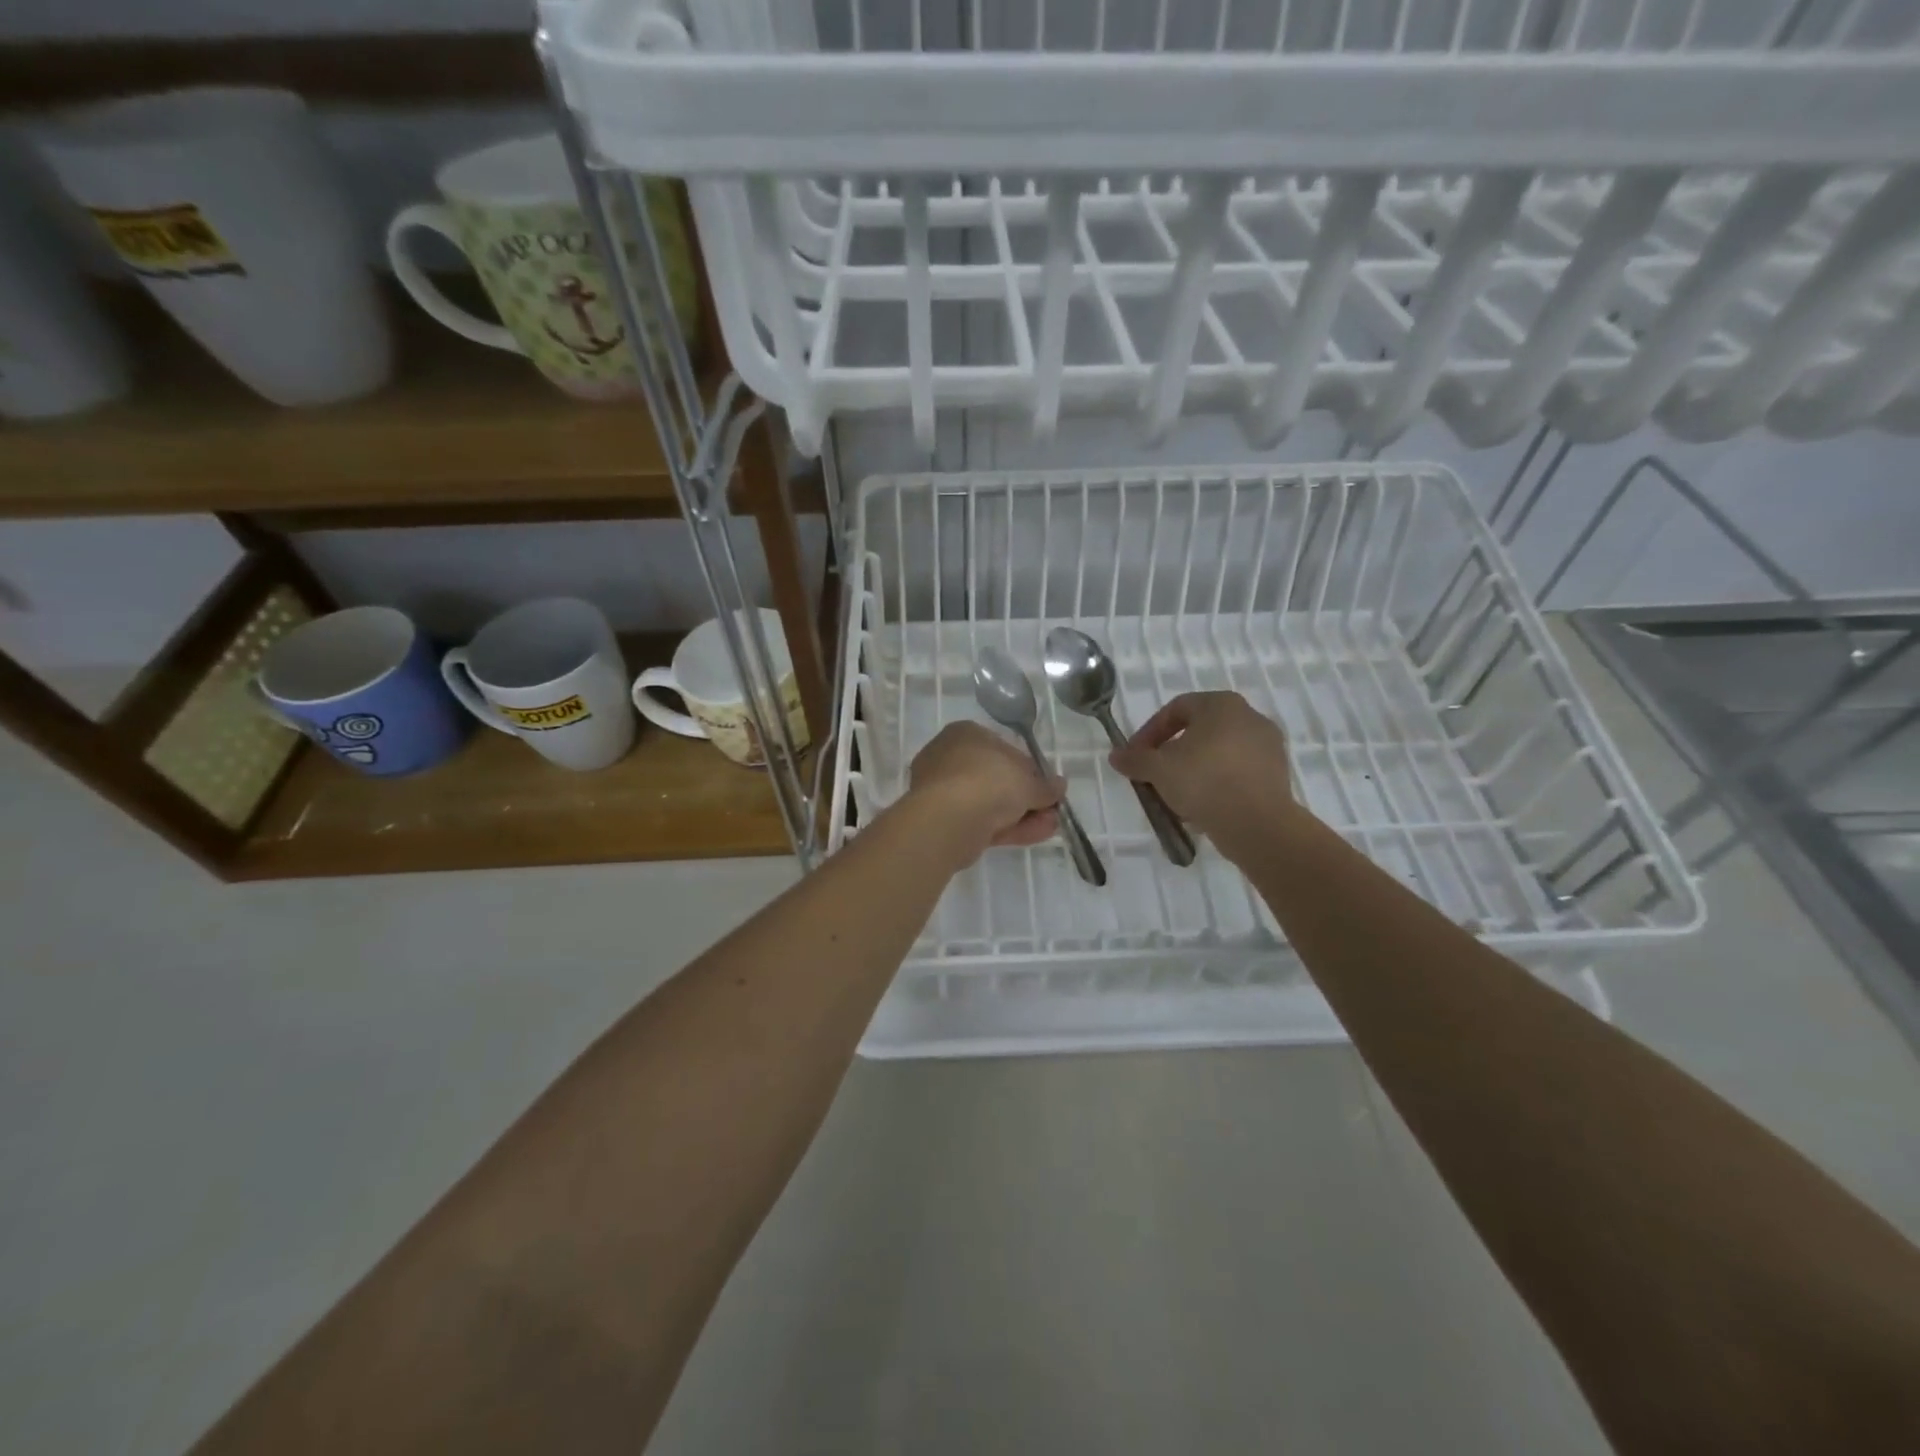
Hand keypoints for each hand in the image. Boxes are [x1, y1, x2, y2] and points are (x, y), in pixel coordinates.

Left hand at [904, 722, 1063, 866]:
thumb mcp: (1028, 781)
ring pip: (990, 803)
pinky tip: (1035, 835)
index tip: (1047, 787)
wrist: (948, 819)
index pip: (1004, 749)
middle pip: (997, 779)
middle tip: (1052, 811)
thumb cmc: (989, 781)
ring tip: (1051, 827)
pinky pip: (981, 821)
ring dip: (1023, 815)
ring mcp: (944, 791)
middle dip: (1027, 797)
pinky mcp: (943, 821)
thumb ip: (1045, 785)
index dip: (1030, 769)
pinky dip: (1008, 828)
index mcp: (966, 734)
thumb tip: (1059, 786)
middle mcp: (950, 758)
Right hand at [1108, 691, 1300, 844]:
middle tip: (1154, 775)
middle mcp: (1249, 716)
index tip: (1135, 756)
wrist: (1257, 824)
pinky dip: (1217, 783)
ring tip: (1175, 796)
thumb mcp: (1158, 769)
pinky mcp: (1277, 774)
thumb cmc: (1203, 782)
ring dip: (1193, 770)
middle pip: (1199, 730)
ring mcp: (1268, 745)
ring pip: (1218, 753)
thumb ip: (1135, 759)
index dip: (1149, 732)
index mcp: (1221, 704)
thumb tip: (1116, 756)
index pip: (1176, 709)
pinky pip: (1237, 772)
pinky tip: (1201, 806)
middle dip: (1172, 753)